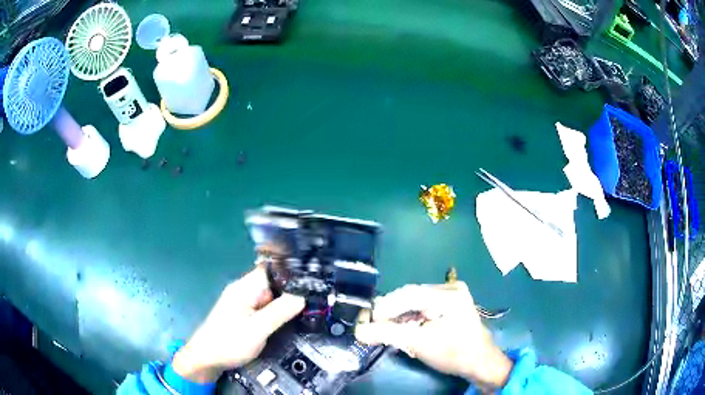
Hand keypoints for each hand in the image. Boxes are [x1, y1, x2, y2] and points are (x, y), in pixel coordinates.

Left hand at [172, 263, 304, 382]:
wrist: (207, 358)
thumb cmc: (228, 343)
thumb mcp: (257, 329)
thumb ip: (279, 312)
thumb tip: (302, 296)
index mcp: (244, 288)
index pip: (271, 269)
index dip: (291, 273)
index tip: (312, 282)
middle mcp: (243, 290)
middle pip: (273, 282)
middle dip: (291, 290)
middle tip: (313, 300)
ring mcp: (243, 302)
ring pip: (270, 295)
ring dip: (285, 302)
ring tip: (305, 310)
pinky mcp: (244, 313)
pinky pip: (265, 306)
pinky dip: (277, 310)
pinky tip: (288, 319)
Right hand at [355, 282, 512, 390]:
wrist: (479, 362)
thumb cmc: (453, 353)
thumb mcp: (419, 344)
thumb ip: (387, 334)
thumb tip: (359, 330)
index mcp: (448, 294)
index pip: (408, 295)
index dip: (385, 308)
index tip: (367, 322)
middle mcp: (450, 288)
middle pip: (410, 296)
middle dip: (391, 313)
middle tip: (374, 327)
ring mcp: (451, 294)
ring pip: (414, 301)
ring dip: (399, 316)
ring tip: (387, 330)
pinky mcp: (450, 303)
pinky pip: (423, 306)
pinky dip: (410, 318)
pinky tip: (403, 328)